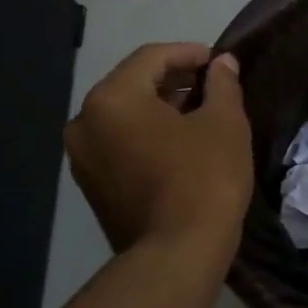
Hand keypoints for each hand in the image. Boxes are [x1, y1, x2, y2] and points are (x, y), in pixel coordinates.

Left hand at [64, 43, 252, 255]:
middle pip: (133, 85)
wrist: (178, 253)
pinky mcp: (92, 186)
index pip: (152, 57)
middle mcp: (84, 122)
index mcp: (111, 98)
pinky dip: (147, 135)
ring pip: (125, 116)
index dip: (190, 53)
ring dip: (160, 108)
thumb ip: (222, 85)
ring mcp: (83, 157)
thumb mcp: (224, 123)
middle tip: (213, 86)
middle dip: (174, 80)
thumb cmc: (204, 177)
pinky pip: (120, 144)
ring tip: (200, 114)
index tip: (220, 62)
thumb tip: (222, 64)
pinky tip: (180, 144)